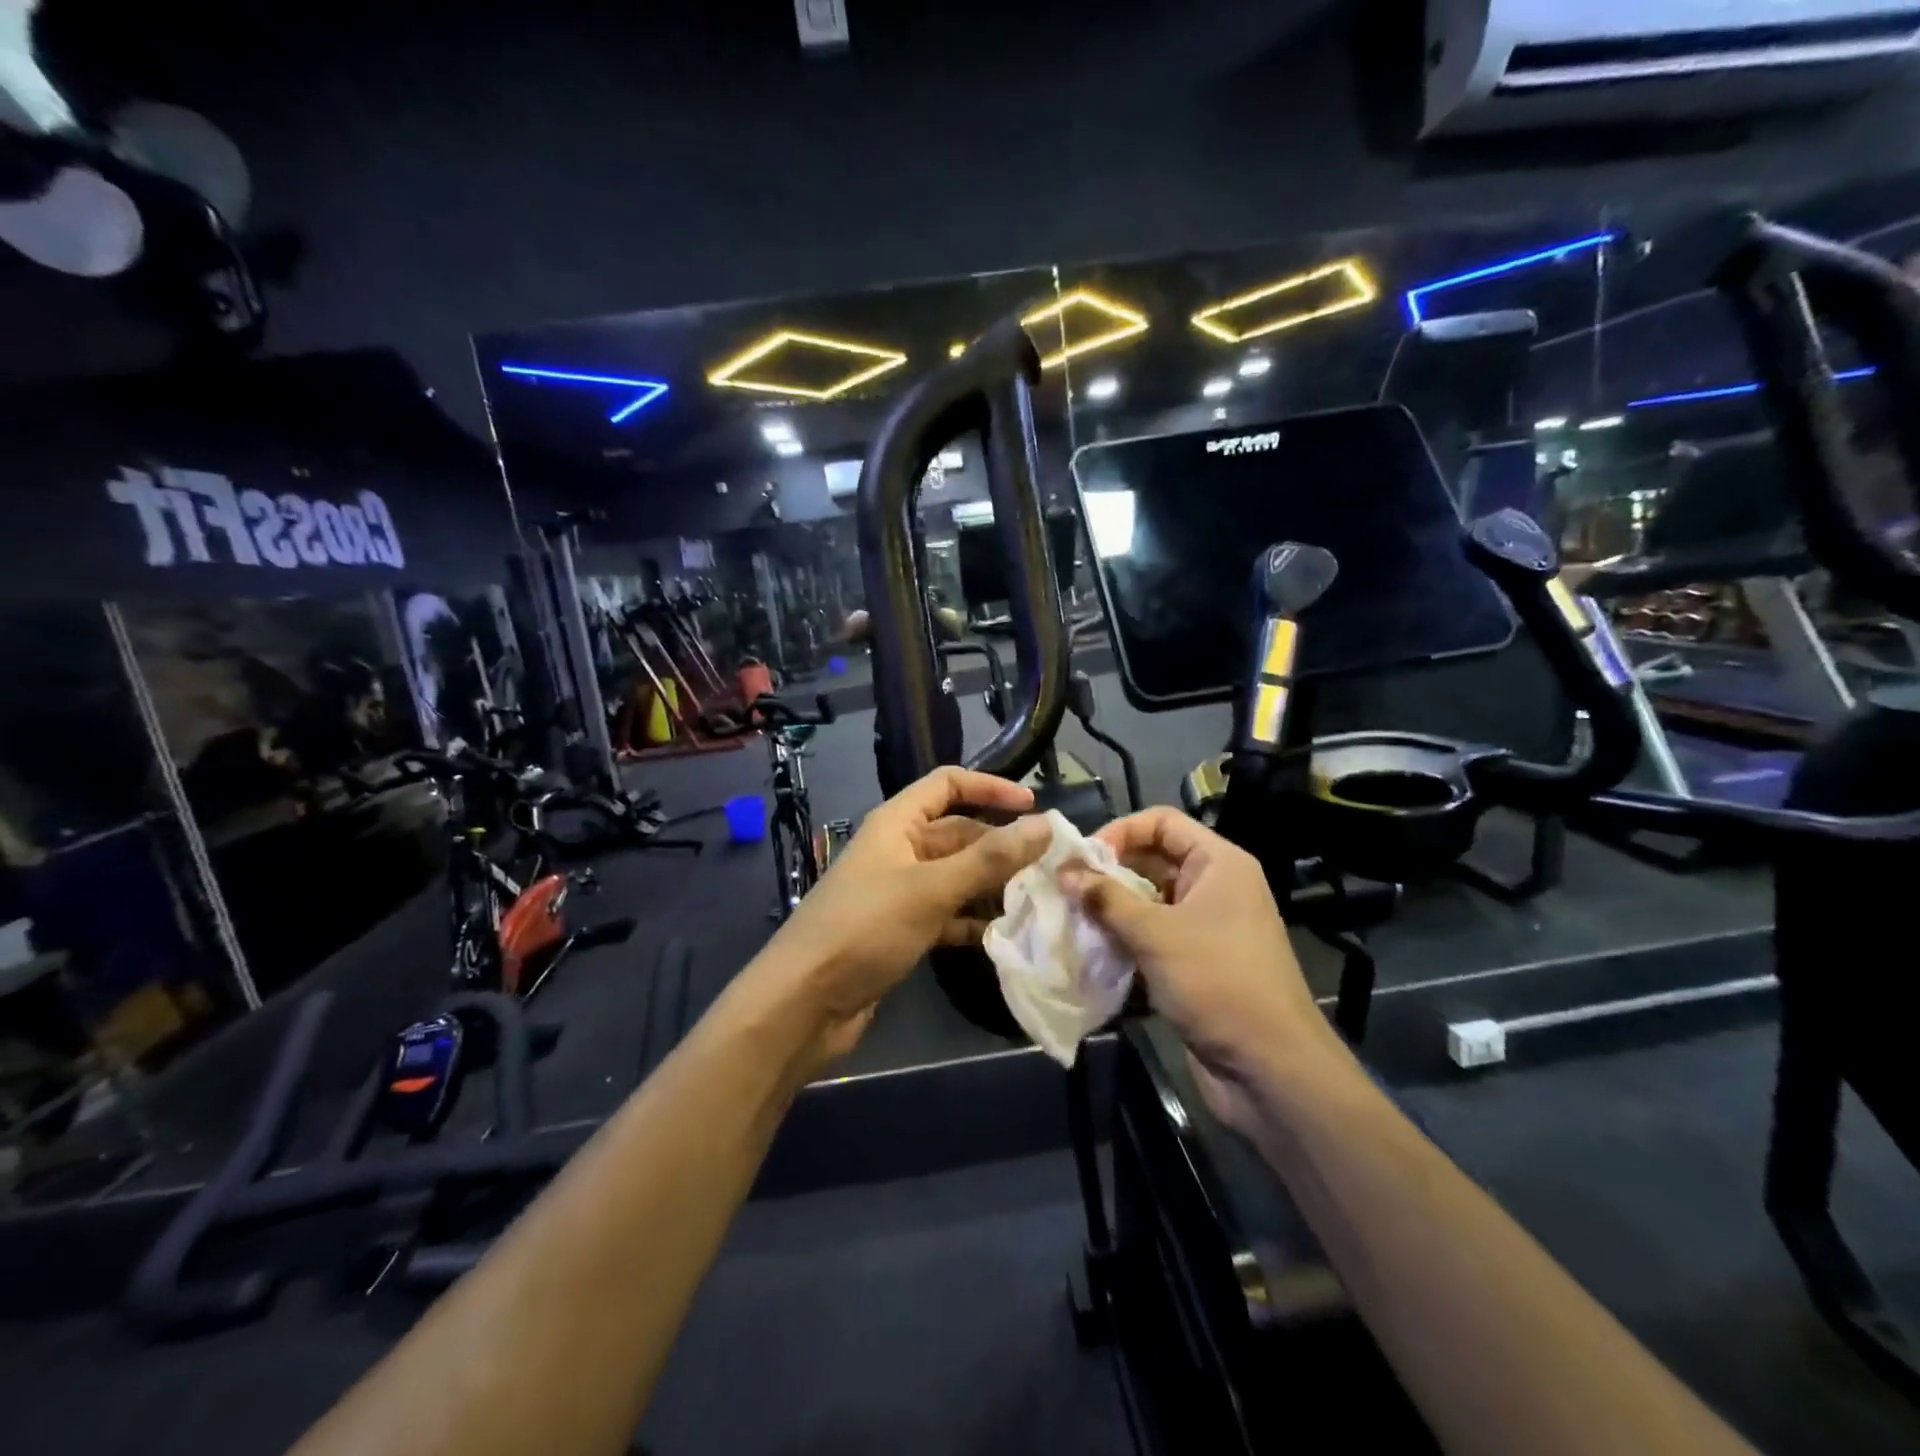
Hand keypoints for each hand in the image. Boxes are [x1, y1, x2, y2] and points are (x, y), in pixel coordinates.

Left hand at [754, 767, 1051, 1067]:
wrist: (804, 1004)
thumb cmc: (865, 929)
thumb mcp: (930, 889)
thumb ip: (989, 858)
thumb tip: (1045, 824)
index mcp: (896, 823)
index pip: (947, 785)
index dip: (989, 787)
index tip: (1033, 808)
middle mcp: (898, 850)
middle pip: (958, 834)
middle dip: (1000, 846)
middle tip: (1050, 866)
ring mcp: (899, 892)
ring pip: (956, 876)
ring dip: (992, 885)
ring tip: (1038, 899)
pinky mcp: (901, 930)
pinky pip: (947, 914)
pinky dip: (973, 920)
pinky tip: (1004, 935)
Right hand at [1063, 807, 1344, 1134]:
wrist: (1270, 1068)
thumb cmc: (1217, 982)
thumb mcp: (1155, 934)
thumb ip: (1106, 898)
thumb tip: (1064, 871)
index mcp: (1218, 863)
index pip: (1162, 822)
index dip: (1120, 831)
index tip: (1082, 858)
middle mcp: (1215, 886)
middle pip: (1153, 859)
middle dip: (1109, 872)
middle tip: (1066, 889)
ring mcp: (1207, 926)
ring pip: (1150, 901)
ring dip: (1112, 908)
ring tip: (1072, 918)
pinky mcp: (1197, 962)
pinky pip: (1154, 936)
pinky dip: (1125, 938)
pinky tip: (1093, 949)